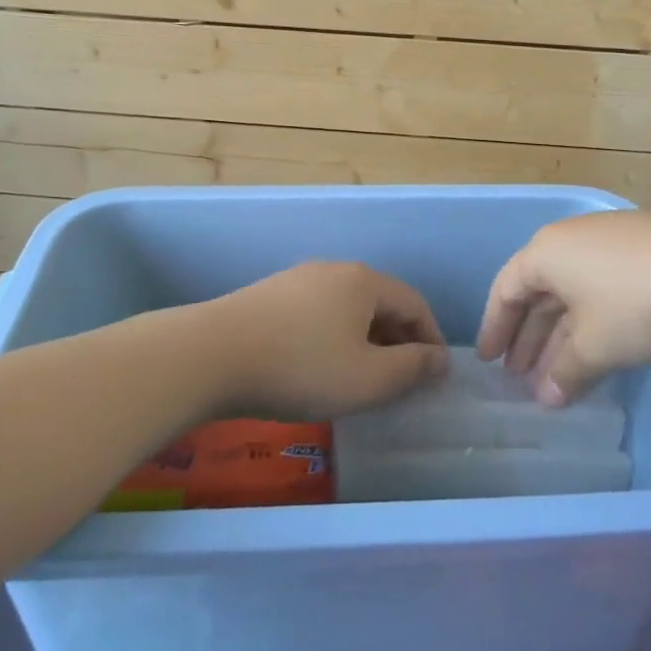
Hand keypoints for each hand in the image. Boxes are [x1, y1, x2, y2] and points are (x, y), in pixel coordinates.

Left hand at [212, 262, 447, 419]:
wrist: (211, 355)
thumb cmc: (302, 367)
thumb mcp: (369, 379)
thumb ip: (412, 368)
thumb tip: (439, 358)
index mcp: (364, 281)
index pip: (414, 303)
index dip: (432, 339)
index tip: (437, 374)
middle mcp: (334, 270)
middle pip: (380, 302)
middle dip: (399, 340)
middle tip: (404, 380)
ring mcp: (297, 280)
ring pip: (347, 309)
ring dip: (365, 340)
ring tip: (363, 377)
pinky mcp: (269, 296)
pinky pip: (318, 314)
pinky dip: (333, 338)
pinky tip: (320, 366)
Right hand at [477, 212, 650, 405]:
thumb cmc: (640, 304)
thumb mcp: (596, 345)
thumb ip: (564, 373)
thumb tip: (546, 398)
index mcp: (547, 251)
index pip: (506, 289)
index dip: (495, 328)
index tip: (488, 362)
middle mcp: (572, 239)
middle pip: (538, 291)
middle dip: (528, 337)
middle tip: (521, 376)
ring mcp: (612, 241)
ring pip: (573, 292)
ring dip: (561, 334)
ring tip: (557, 375)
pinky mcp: (646, 250)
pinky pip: (602, 288)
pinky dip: (592, 321)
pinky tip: (600, 350)